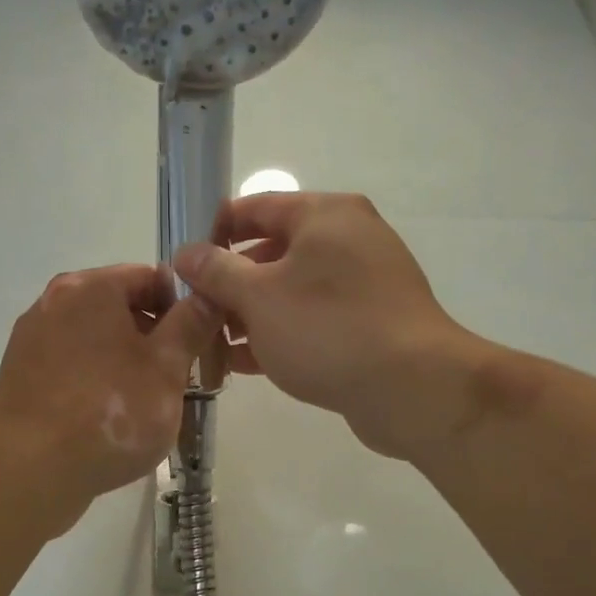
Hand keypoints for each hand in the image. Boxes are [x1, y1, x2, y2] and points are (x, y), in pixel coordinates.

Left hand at [0, 264, 223, 527]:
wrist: (28, 470)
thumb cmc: (109, 411)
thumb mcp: (167, 368)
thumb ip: (191, 325)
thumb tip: (209, 295)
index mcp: (91, 288)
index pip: (150, 278)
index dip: (183, 307)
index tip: (201, 343)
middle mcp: (54, 302)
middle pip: (120, 308)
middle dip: (154, 339)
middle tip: (180, 379)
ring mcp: (32, 340)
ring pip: (95, 340)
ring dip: (125, 362)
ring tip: (147, 404)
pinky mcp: (21, 377)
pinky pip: (71, 367)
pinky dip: (95, 381)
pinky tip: (110, 418)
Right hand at [174, 192, 507, 460]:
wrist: (413, 388)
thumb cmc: (327, 328)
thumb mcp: (258, 297)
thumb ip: (216, 271)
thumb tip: (187, 253)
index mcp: (325, 215)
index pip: (255, 206)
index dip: (213, 231)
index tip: (182, 262)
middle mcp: (348, 239)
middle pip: (272, 251)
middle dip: (230, 283)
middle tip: (194, 310)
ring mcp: (364, 283)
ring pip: (292, 291)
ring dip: (251, 314)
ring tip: (213, 343)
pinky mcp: (371, 323)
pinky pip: (314, 320)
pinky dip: (280, 335)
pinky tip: (245, 364)